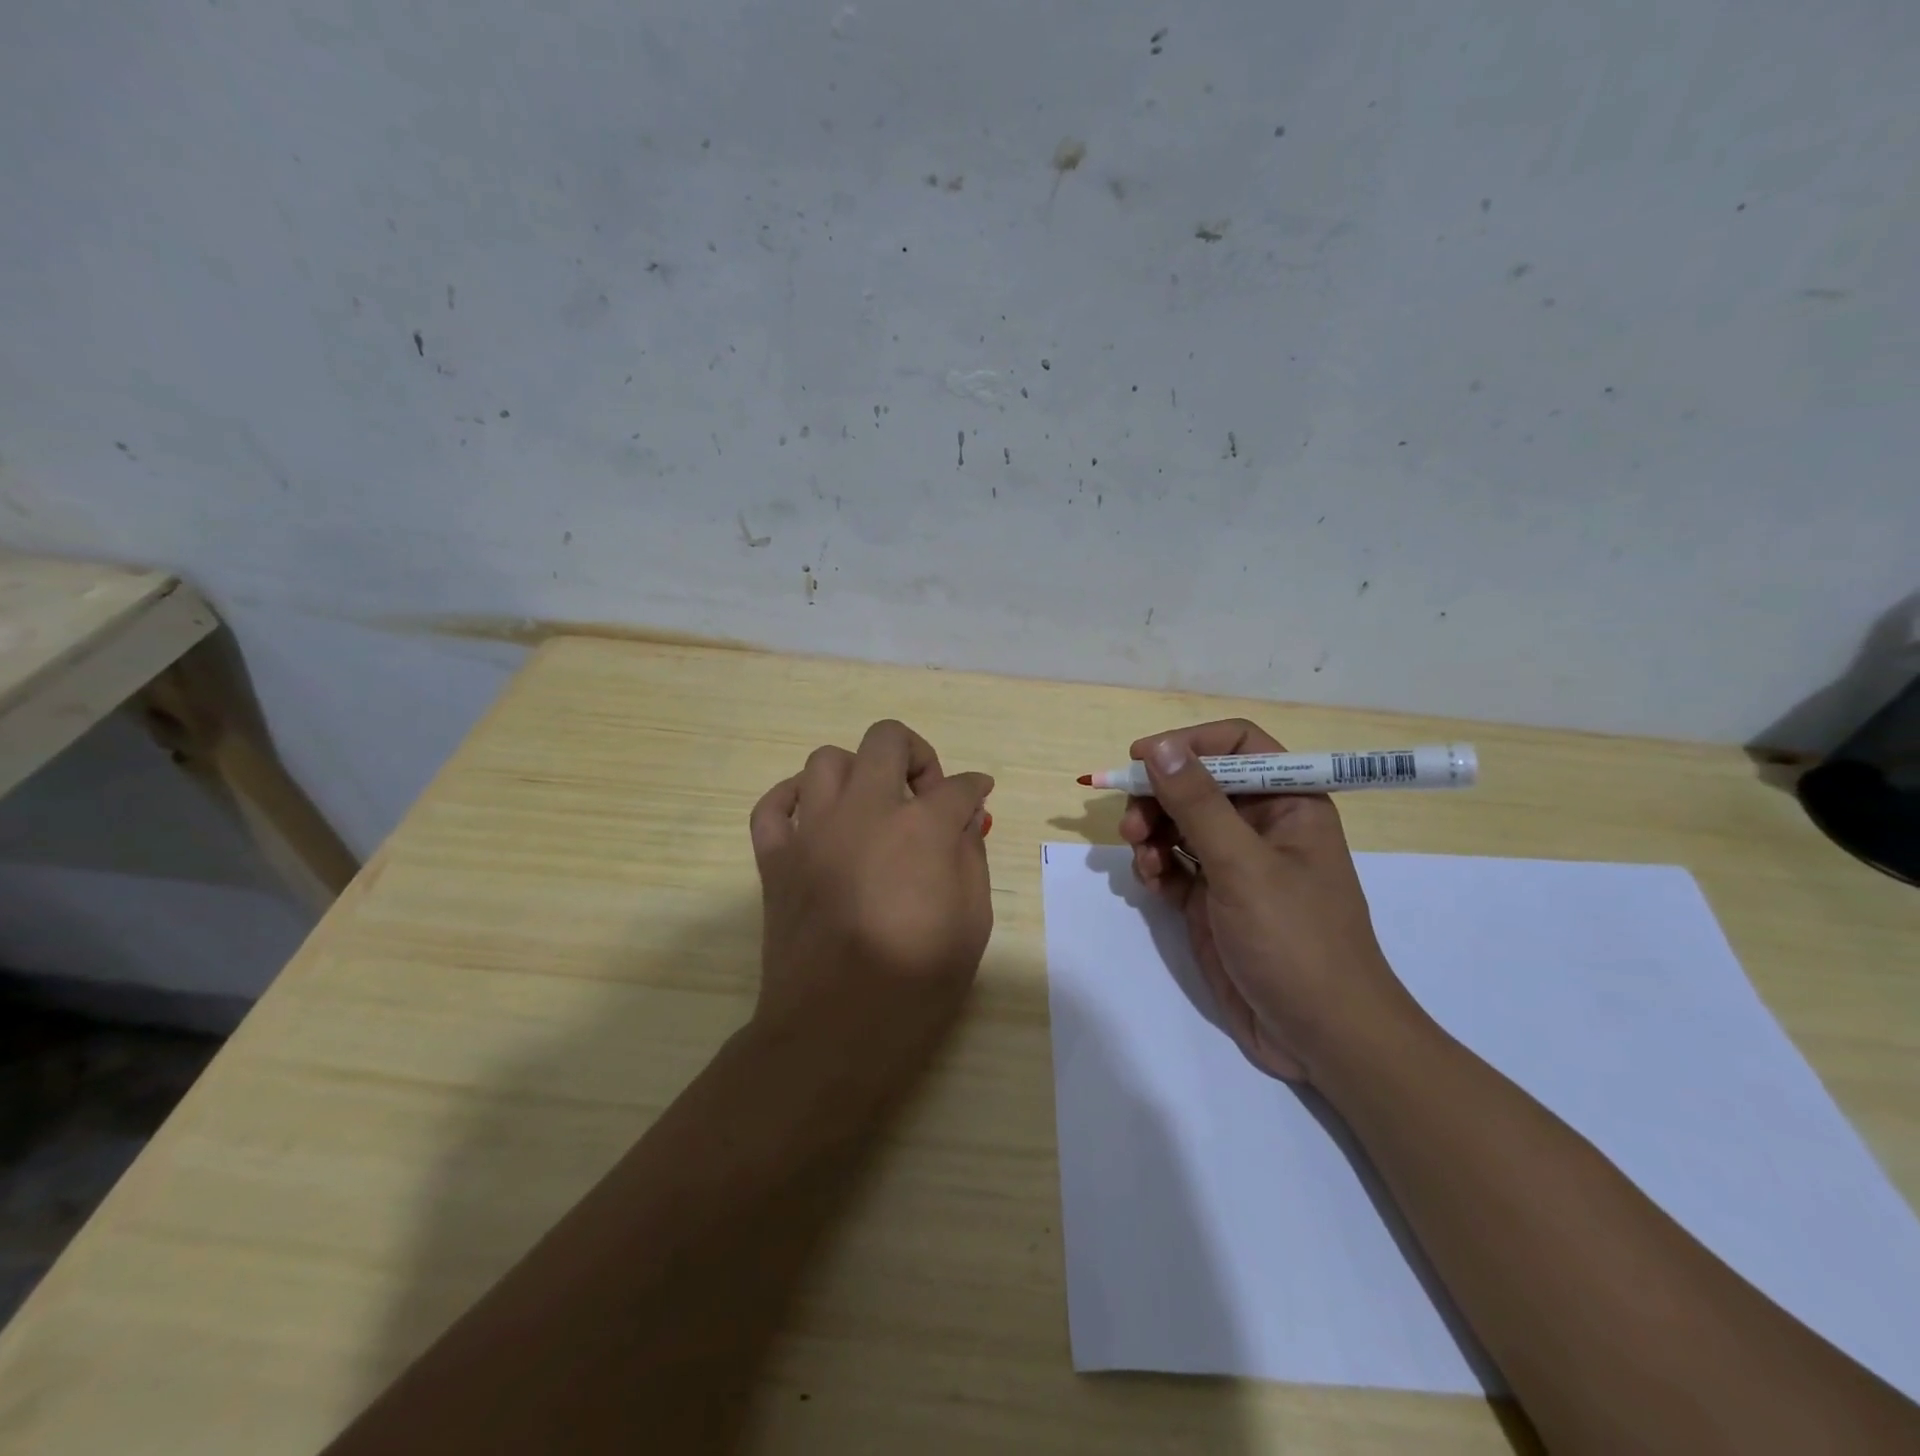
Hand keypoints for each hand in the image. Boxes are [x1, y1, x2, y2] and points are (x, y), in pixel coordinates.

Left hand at [747, 719, 994, 1103]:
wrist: (835, 1031)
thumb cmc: (916, 983)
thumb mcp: (972, 922)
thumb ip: (970, 857)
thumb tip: (964, 819)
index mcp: (920, 828)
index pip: (957, 785)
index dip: (975, 788)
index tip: (978, 797)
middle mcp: (864, 812)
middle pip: (886, 739)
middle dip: (916, 754)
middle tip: (924, 792)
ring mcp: (812, 831)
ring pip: (827, 760)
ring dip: (857, 772)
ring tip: (871, 805)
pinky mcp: (775, 857)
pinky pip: (773, 805)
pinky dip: (792, 798)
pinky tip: (814, 814)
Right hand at [1119, 719, 1419, 1082]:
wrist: (1320, 1036)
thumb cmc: (1295, 940)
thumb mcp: (1243, 866)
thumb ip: (1198, 804)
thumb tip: (1160, 746)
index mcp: (1287, 802)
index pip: (1236, 744)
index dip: (1188, 744)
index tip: (1142, 758)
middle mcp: (1260, 825)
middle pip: (1196, 783)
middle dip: (1159, 797)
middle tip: (1131, 824)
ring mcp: (1234, 864)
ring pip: (1178, 824)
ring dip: (1151, 834)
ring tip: (1142, 861)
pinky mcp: (1212, 899)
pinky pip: (1173, 864)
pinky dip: (1156, 868)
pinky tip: (1153, 885)